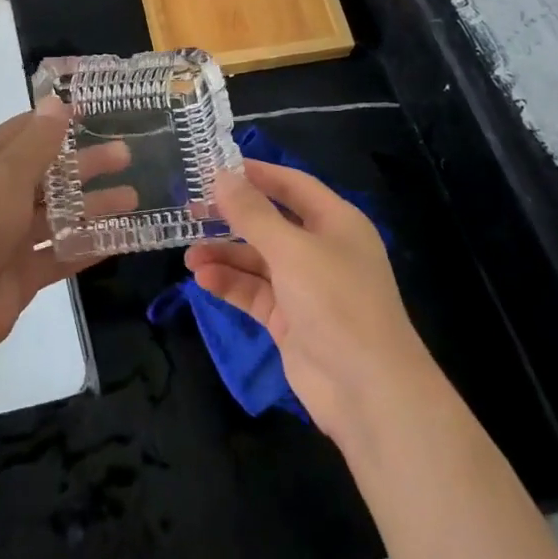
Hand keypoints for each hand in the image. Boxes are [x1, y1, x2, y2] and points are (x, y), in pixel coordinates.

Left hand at [0, 97, 134, 377]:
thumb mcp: (4, 177)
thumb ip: (36, 144)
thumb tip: (56, 102)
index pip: (26, 133)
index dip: (56, 121)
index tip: (94, 112)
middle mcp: (1, 198)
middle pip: (50, 174)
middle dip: (86, 163)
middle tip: (126, 155)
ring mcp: (13, 239)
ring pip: (61, 215)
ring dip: (94, 205)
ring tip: (133, 198)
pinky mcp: (24, 275)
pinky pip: (63, 255)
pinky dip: (90, 246)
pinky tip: (122, 239)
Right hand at [185, 159, 427, 447]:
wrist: (368, 391)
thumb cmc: (337, 302)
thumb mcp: (291, 250)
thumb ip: (252, 213)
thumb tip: (221, 176)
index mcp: (336, 222)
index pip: (292, 185)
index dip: (256, 174)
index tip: (214, 167)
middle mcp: (322, 249)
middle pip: (271, 222)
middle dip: (232, 217)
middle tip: (191, 209)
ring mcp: (306, 287)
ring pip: (258, 260)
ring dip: (225, 254)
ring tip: (189, 254)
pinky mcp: (290, 320)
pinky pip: (255, 292)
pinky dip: (230, 284)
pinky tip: (203, 278)